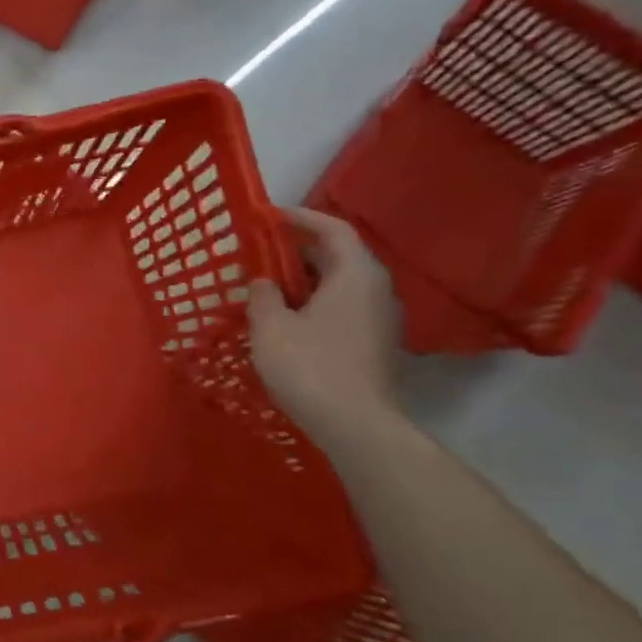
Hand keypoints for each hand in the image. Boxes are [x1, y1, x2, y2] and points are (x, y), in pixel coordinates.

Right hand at [247, 207, 402, 447]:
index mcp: (355, 275)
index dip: (301, 218)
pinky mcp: (376, 342)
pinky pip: (344, 306)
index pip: (333, 229)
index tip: (269, 216)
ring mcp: (381, 318)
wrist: (357, 426)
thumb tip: (264, 282)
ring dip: (306, 279)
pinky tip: (288, 318)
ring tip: (268, 286)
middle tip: (260, 253)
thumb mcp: (270, 327)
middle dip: (298, 250)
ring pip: (341, 283)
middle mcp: (376, 289)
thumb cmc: (310, 367)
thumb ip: (263, 296)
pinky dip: (316, 301)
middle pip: (339, 255)